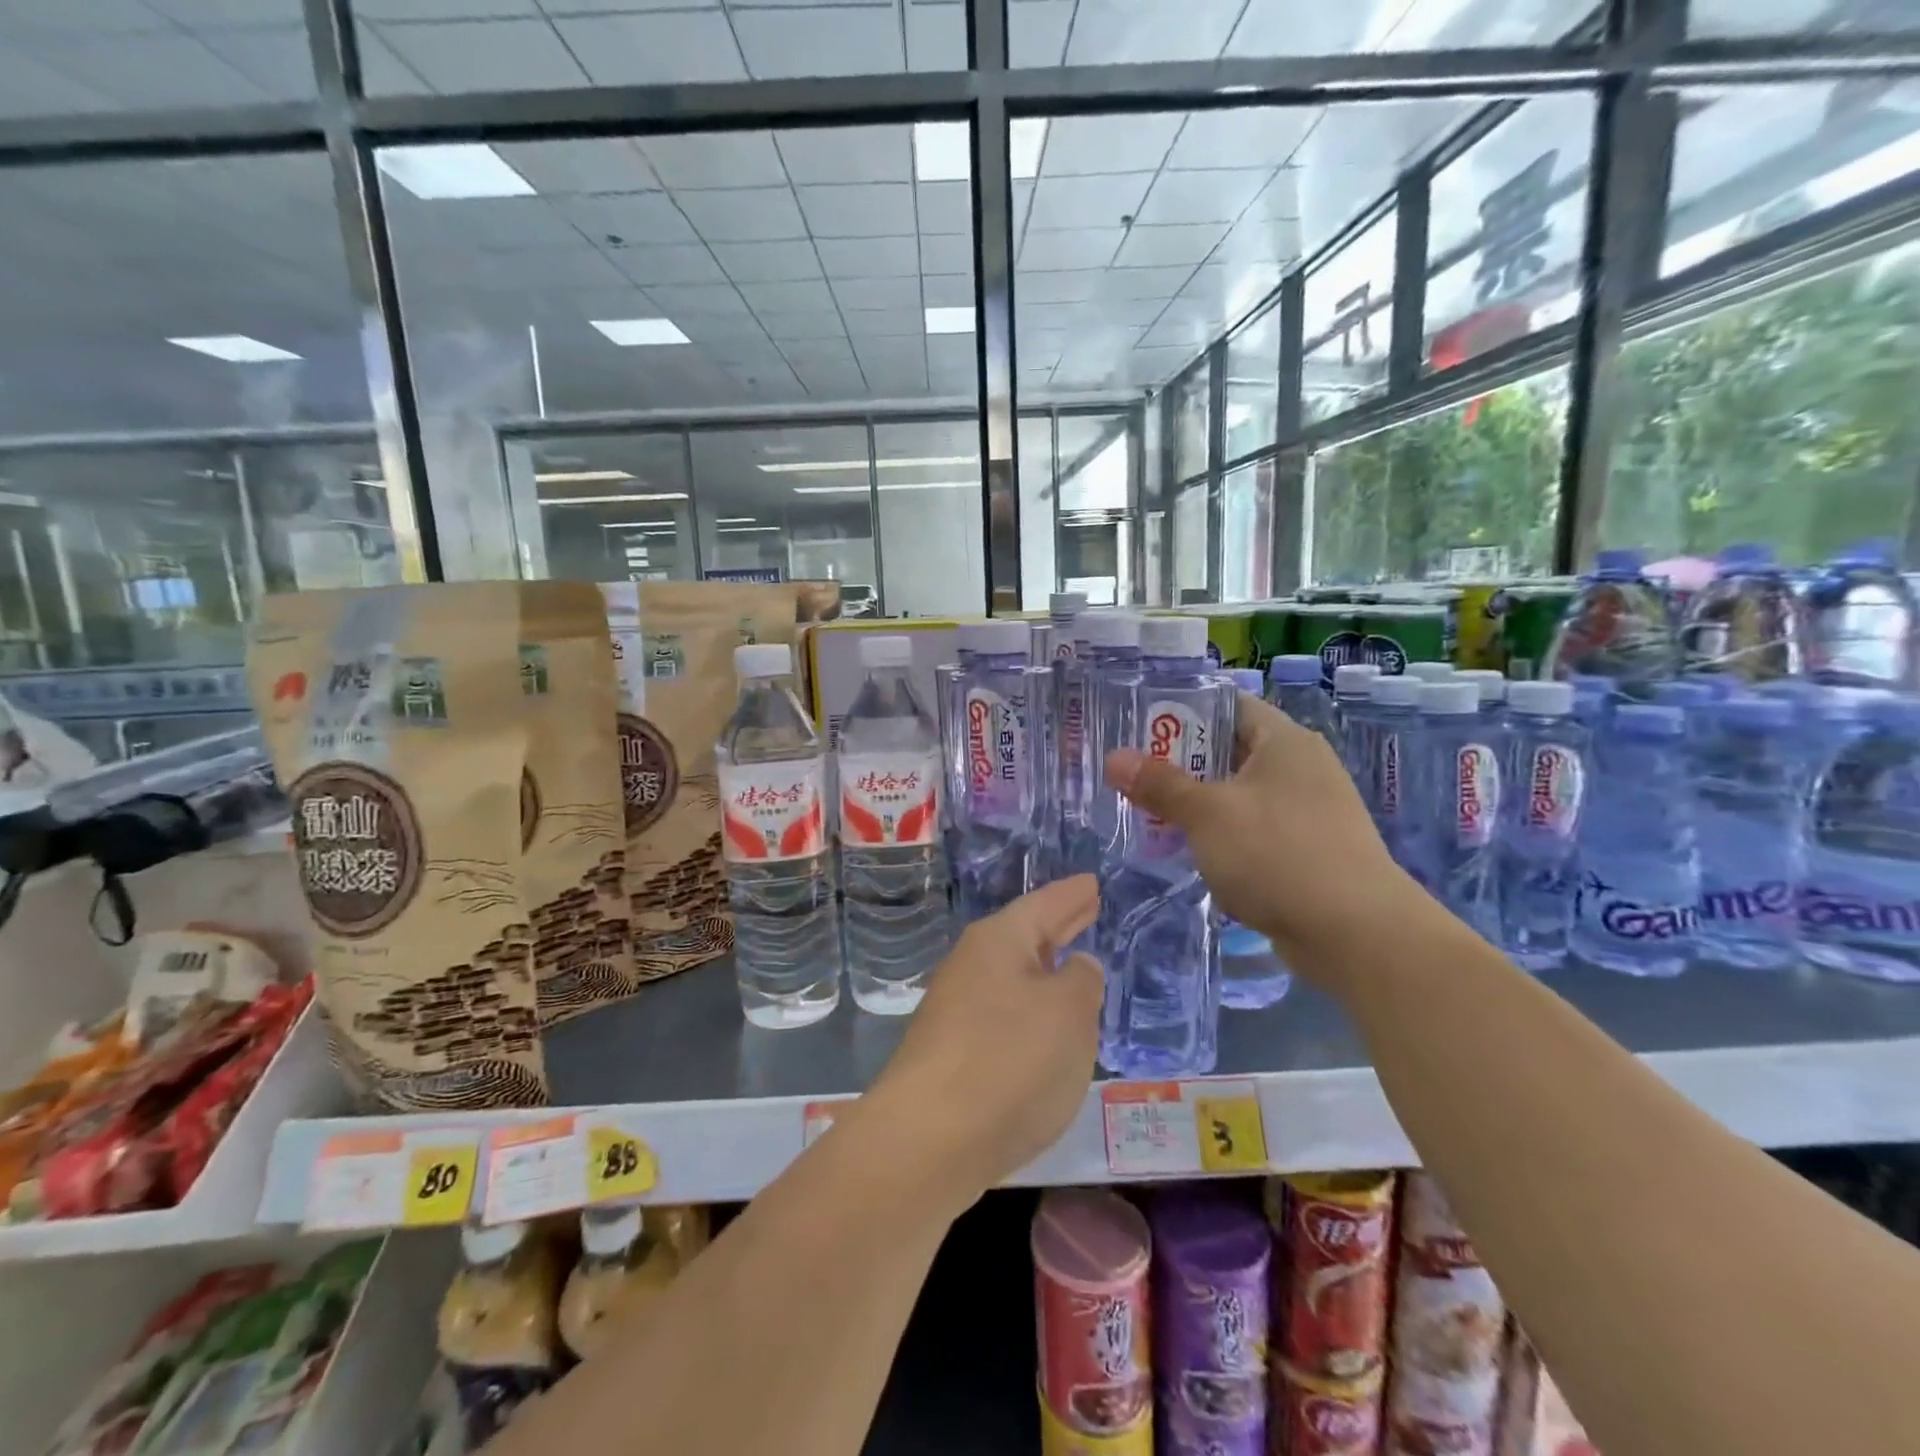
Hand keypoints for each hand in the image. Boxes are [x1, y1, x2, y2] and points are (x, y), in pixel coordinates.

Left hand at [868, 876, 1103, 1206]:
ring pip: (1014, 976)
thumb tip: (1077, 965)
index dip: (1072, 895)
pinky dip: (1031, 1008)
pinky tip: (1045, 1024)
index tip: (1092, 882)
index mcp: (999, 941)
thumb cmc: (1010, 1060)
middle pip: (1025, 936)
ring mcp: (958, 1008)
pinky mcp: (954, 1051)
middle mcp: (973, 965)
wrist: (929, 1139)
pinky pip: (1005, 1013)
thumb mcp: (1067, 1014)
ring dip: (1044, 968)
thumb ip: (1081, 982)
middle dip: (1058, 925)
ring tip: (1073, 963)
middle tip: (1086, 906)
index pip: (1044, 905)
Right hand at [1105, 692, 1421, 981]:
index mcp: (1284, 741)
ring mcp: (1308, 811)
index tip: (1138, 725)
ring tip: (1151, 812)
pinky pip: (1254, 829)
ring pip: (1240, 794)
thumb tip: (1113, 758)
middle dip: (1181, 763)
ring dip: (1199, 803)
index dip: (1181, 710)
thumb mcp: (1207, 814)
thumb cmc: (1278, 854)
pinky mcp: (1308, 851)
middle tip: (1133, 773)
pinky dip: (1222, 835)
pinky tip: (1191, 851)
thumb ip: (1159, 784)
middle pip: (1230, 750)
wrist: (1356, 934)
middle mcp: (1301, 767)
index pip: (1227, 705)